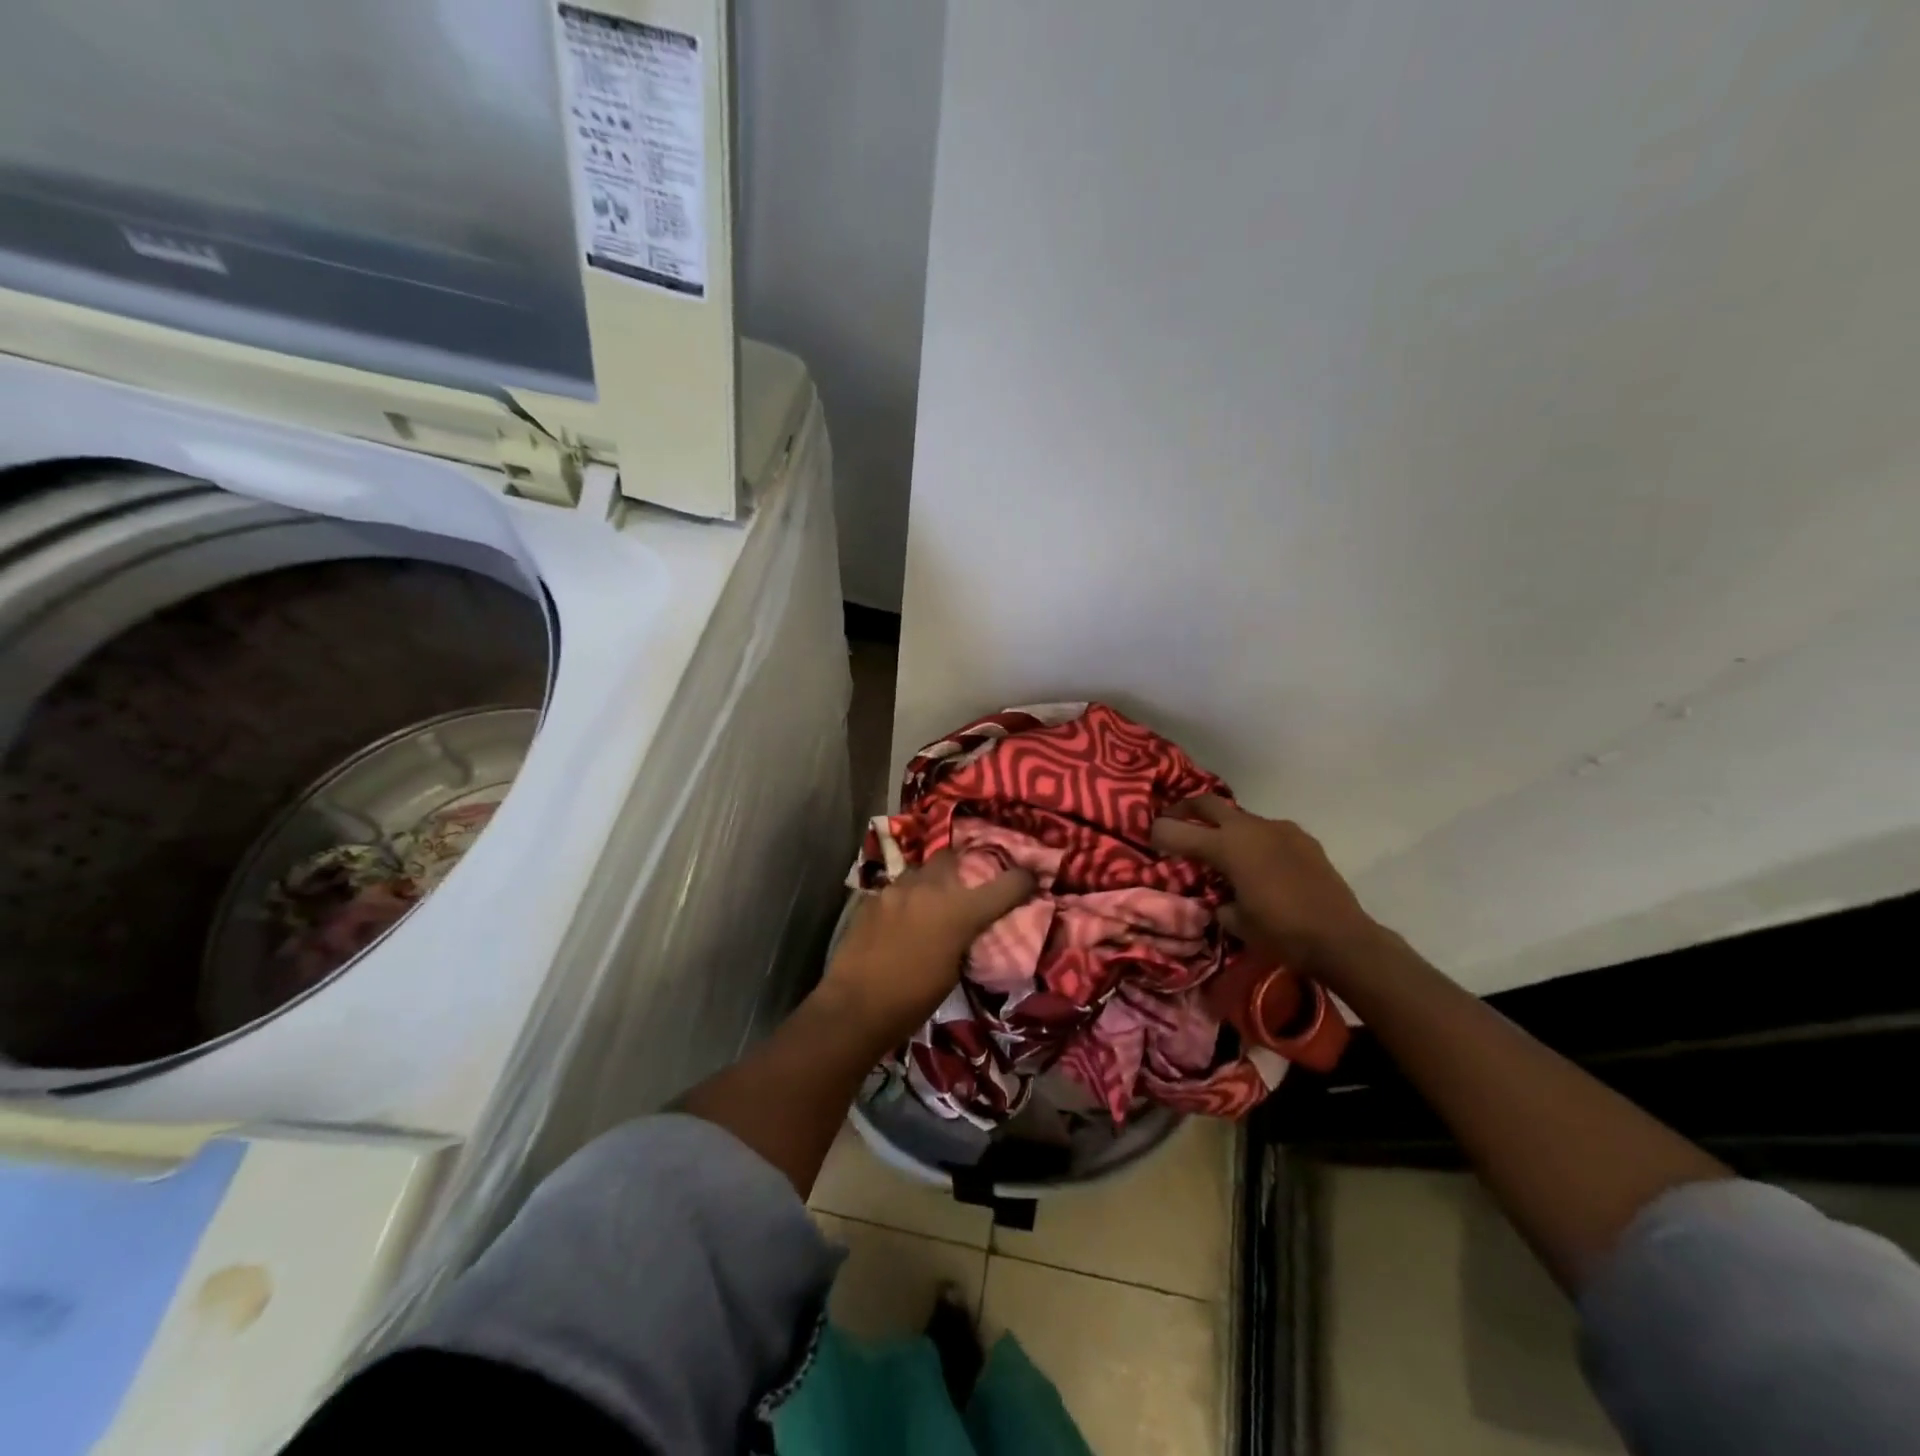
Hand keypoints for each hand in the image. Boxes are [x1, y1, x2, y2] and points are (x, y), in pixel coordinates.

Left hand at [819, 851, 1035, 1046]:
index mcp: (960, 911)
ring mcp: (897, 888)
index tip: (1029, 880)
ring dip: (931, 881)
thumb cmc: (912, 1001)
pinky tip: (901, 918)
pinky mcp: (872, 897)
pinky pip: (897, 887)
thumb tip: (970, 928)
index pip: (1006, 883)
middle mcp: (930, 888)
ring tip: (930, 902)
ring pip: (921, 870)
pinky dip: (906, 897)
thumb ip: (966, 938)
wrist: (855, 1006)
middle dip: (963, 867)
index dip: (1023, 880)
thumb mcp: (954, 972)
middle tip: (966, 885)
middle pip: (953, 857)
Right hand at [1151, 795, 1381, 977]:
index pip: (1177, 829)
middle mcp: (1250, 828)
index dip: (1158, 832)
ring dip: (1224, 827)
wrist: (1343, 938)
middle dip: (1186, 809)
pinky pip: (1268, 831)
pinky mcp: (1302, 838)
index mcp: (1227, 846)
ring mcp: (1280, 829)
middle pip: (1207, 802)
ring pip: (1240, 817)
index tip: (1150, 839)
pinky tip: (1261, 864)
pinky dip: (1254, 841)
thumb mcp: (1236, 922)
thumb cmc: (1282, 933)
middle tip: (1175, 822)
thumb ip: (1219, 901)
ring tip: (1222, 850)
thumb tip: (1219, 897)